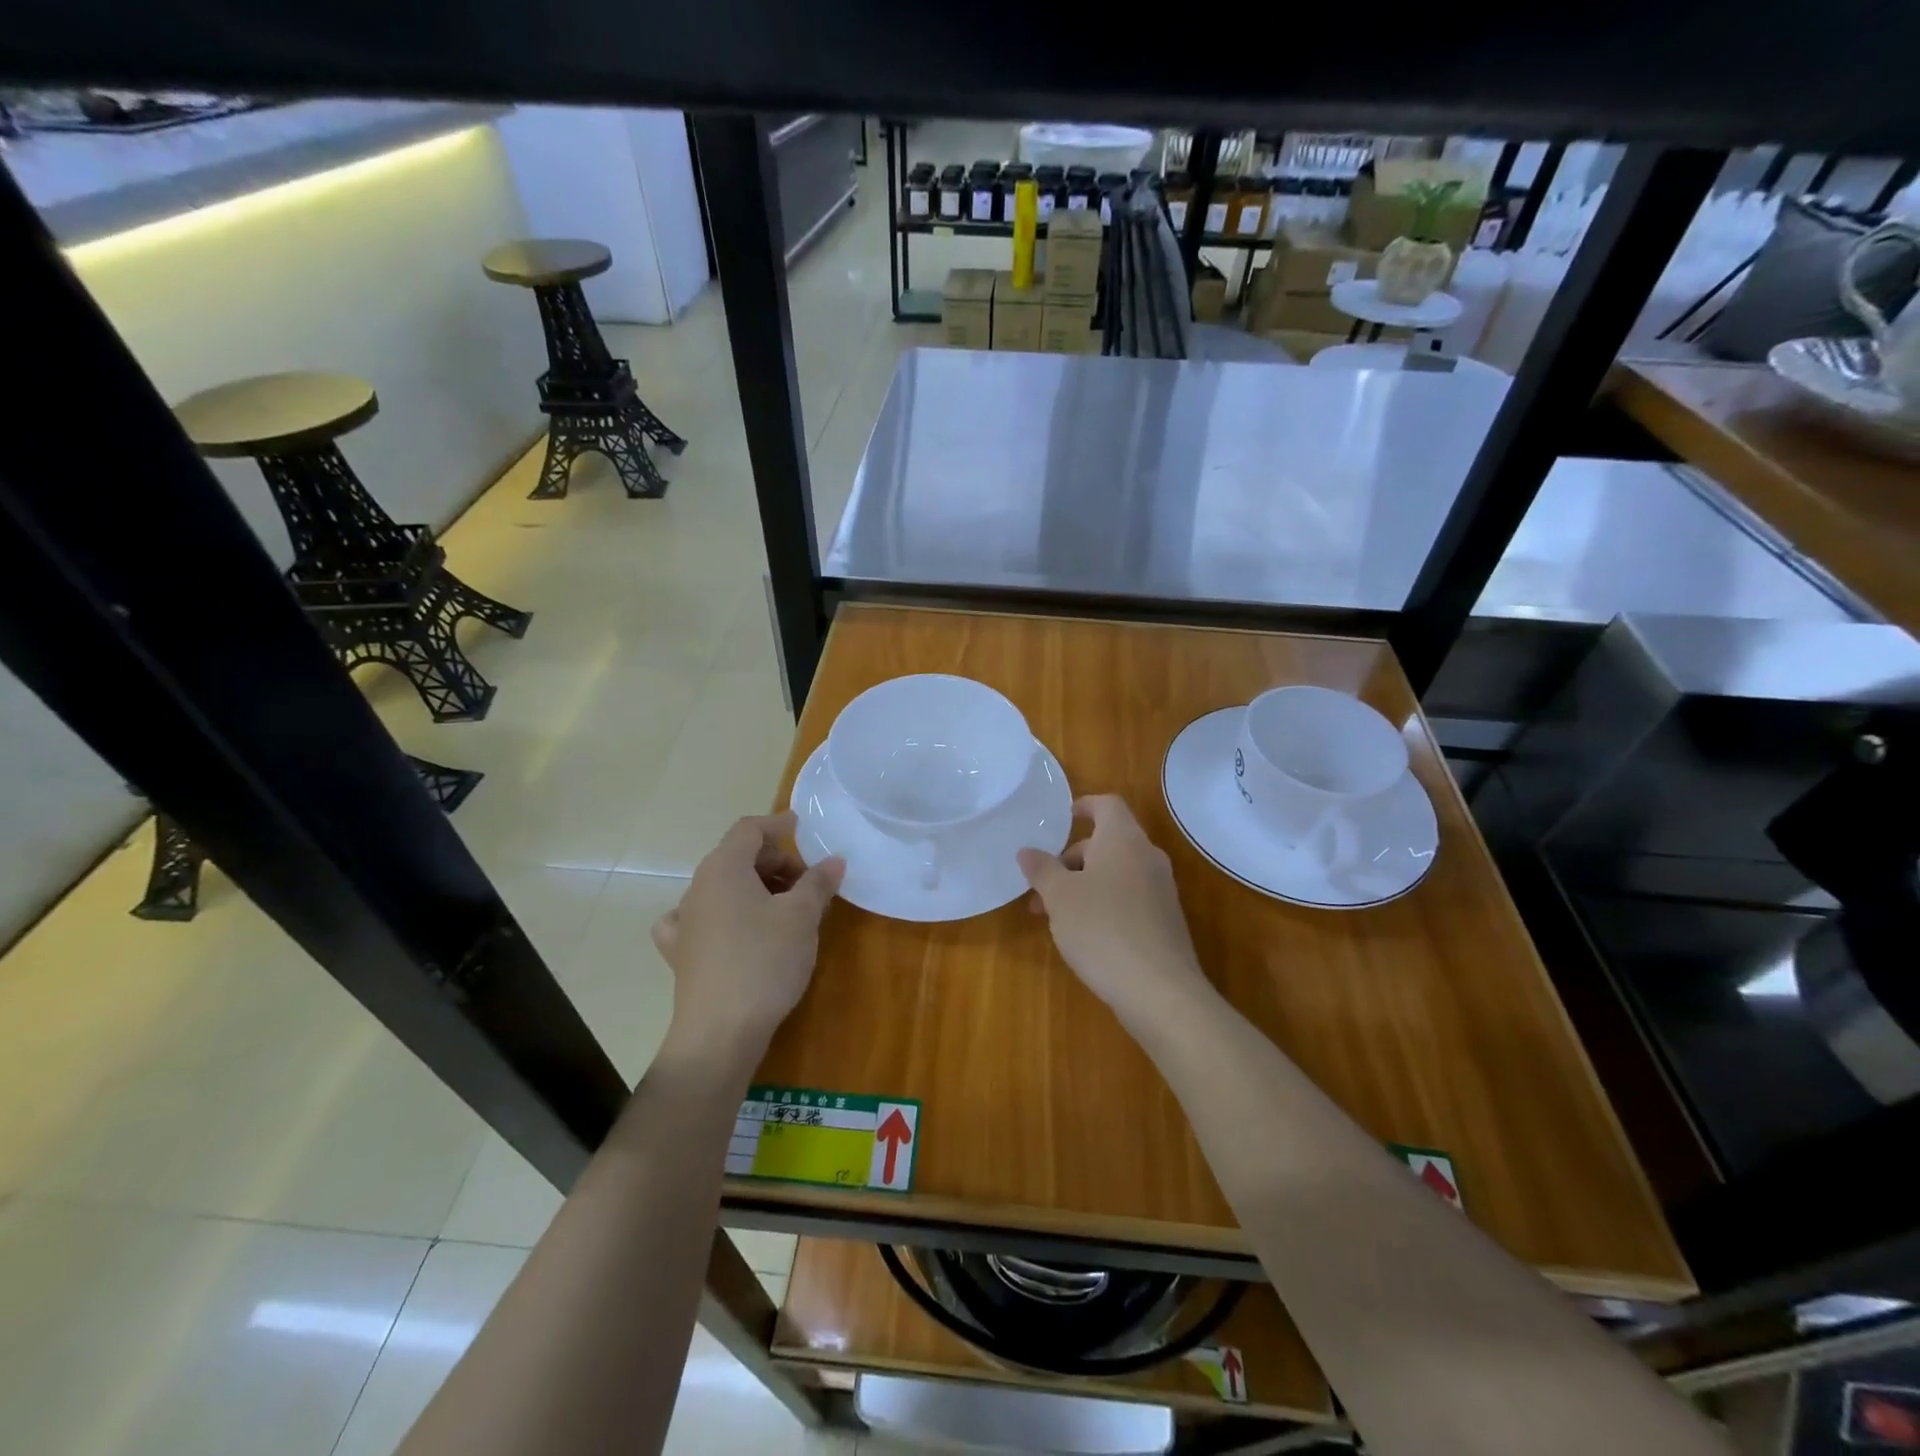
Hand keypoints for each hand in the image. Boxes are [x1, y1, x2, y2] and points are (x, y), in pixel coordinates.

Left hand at [652, 813, 843, 1064]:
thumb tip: (834, 861)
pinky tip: (732, 930)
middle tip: (807, 883)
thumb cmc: (764, 961)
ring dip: (755, 889)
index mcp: (723, 868)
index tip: (802, 829)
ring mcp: (685, 922)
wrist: (720, 1032)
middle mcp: (697, 887)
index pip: (748, 829)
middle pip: (736, 857)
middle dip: (774, 862)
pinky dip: (721, 916)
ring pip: (722, 888)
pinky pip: (701, 920)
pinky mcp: (682, 954)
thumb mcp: (802, 917)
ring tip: (786, 910)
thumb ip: (818, 883)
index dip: (777, 824)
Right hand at [1017, 795, 1210, 1025]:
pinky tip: (1084, 936)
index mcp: (1124, 840)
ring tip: (1054, 916)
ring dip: (1083, 885)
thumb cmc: (1102, 929)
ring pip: (1116, 874)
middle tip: (1041, 888)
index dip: (1084, 806)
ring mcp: (1161, 891)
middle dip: (1071, 860)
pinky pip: (1129, 898)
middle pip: (1107, 843)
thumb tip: (1027, 851)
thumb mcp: (1060, 897)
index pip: (1107, 805)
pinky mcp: (1165, 921)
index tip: (1061, 820)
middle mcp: (1147, 857)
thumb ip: (1042, 870)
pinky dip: (1104, 904)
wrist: (1160, 991)